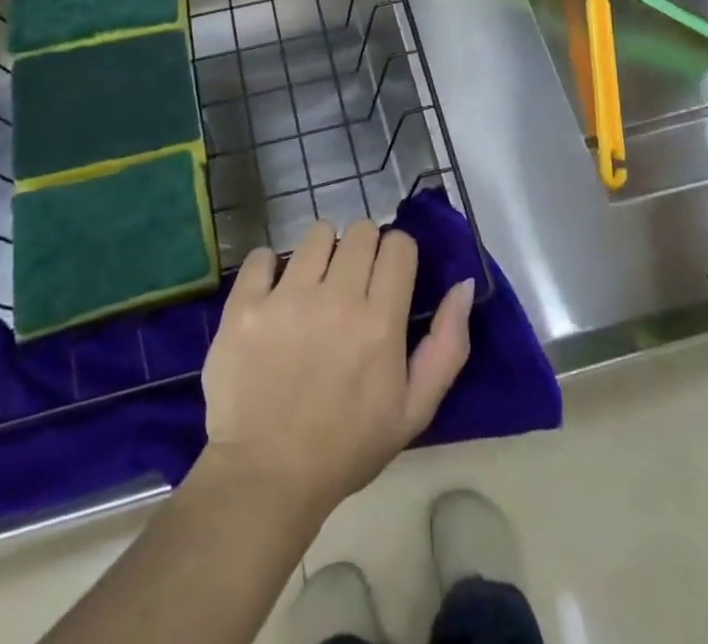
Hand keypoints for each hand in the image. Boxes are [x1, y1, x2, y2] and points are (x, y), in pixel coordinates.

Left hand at [199, 220, 474, 516]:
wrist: (267, 477)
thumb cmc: (347, 446)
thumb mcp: (414, 409)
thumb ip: (448, 345)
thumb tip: (463, 284)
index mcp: (379, 322)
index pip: (398, 244)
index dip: (397, 255)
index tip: (387, 277)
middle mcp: (336, 298)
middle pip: (359, 230)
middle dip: (362, 249)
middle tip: (351, 282)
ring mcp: (286, 298)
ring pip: (315, 234)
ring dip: (321, 253)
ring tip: (313, 286)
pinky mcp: (245, 304)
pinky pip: (262, 255)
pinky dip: (269, 268)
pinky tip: (273, 294)